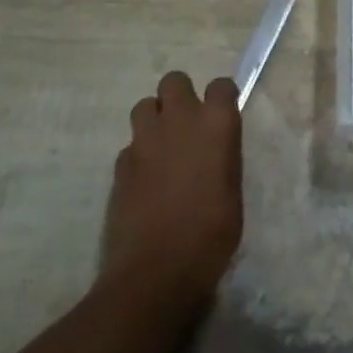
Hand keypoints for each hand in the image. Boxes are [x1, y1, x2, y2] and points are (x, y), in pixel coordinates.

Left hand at [100, 71, 242, 315]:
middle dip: (179, 96)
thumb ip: (222, 156)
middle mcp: (180, 120)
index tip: (222, 114)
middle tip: (186, 124)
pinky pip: (130, 145)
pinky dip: (138, 155)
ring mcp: (145, 140)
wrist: (157, 272)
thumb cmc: (212, 233)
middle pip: (174, 80)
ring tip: (162, 146)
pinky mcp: (120, 165)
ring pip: (144, 106)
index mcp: (216, 123)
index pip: (221, 85)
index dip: (221, 97)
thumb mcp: (233, 189)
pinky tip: (145, 180)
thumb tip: (214, 150)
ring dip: (154, 119)